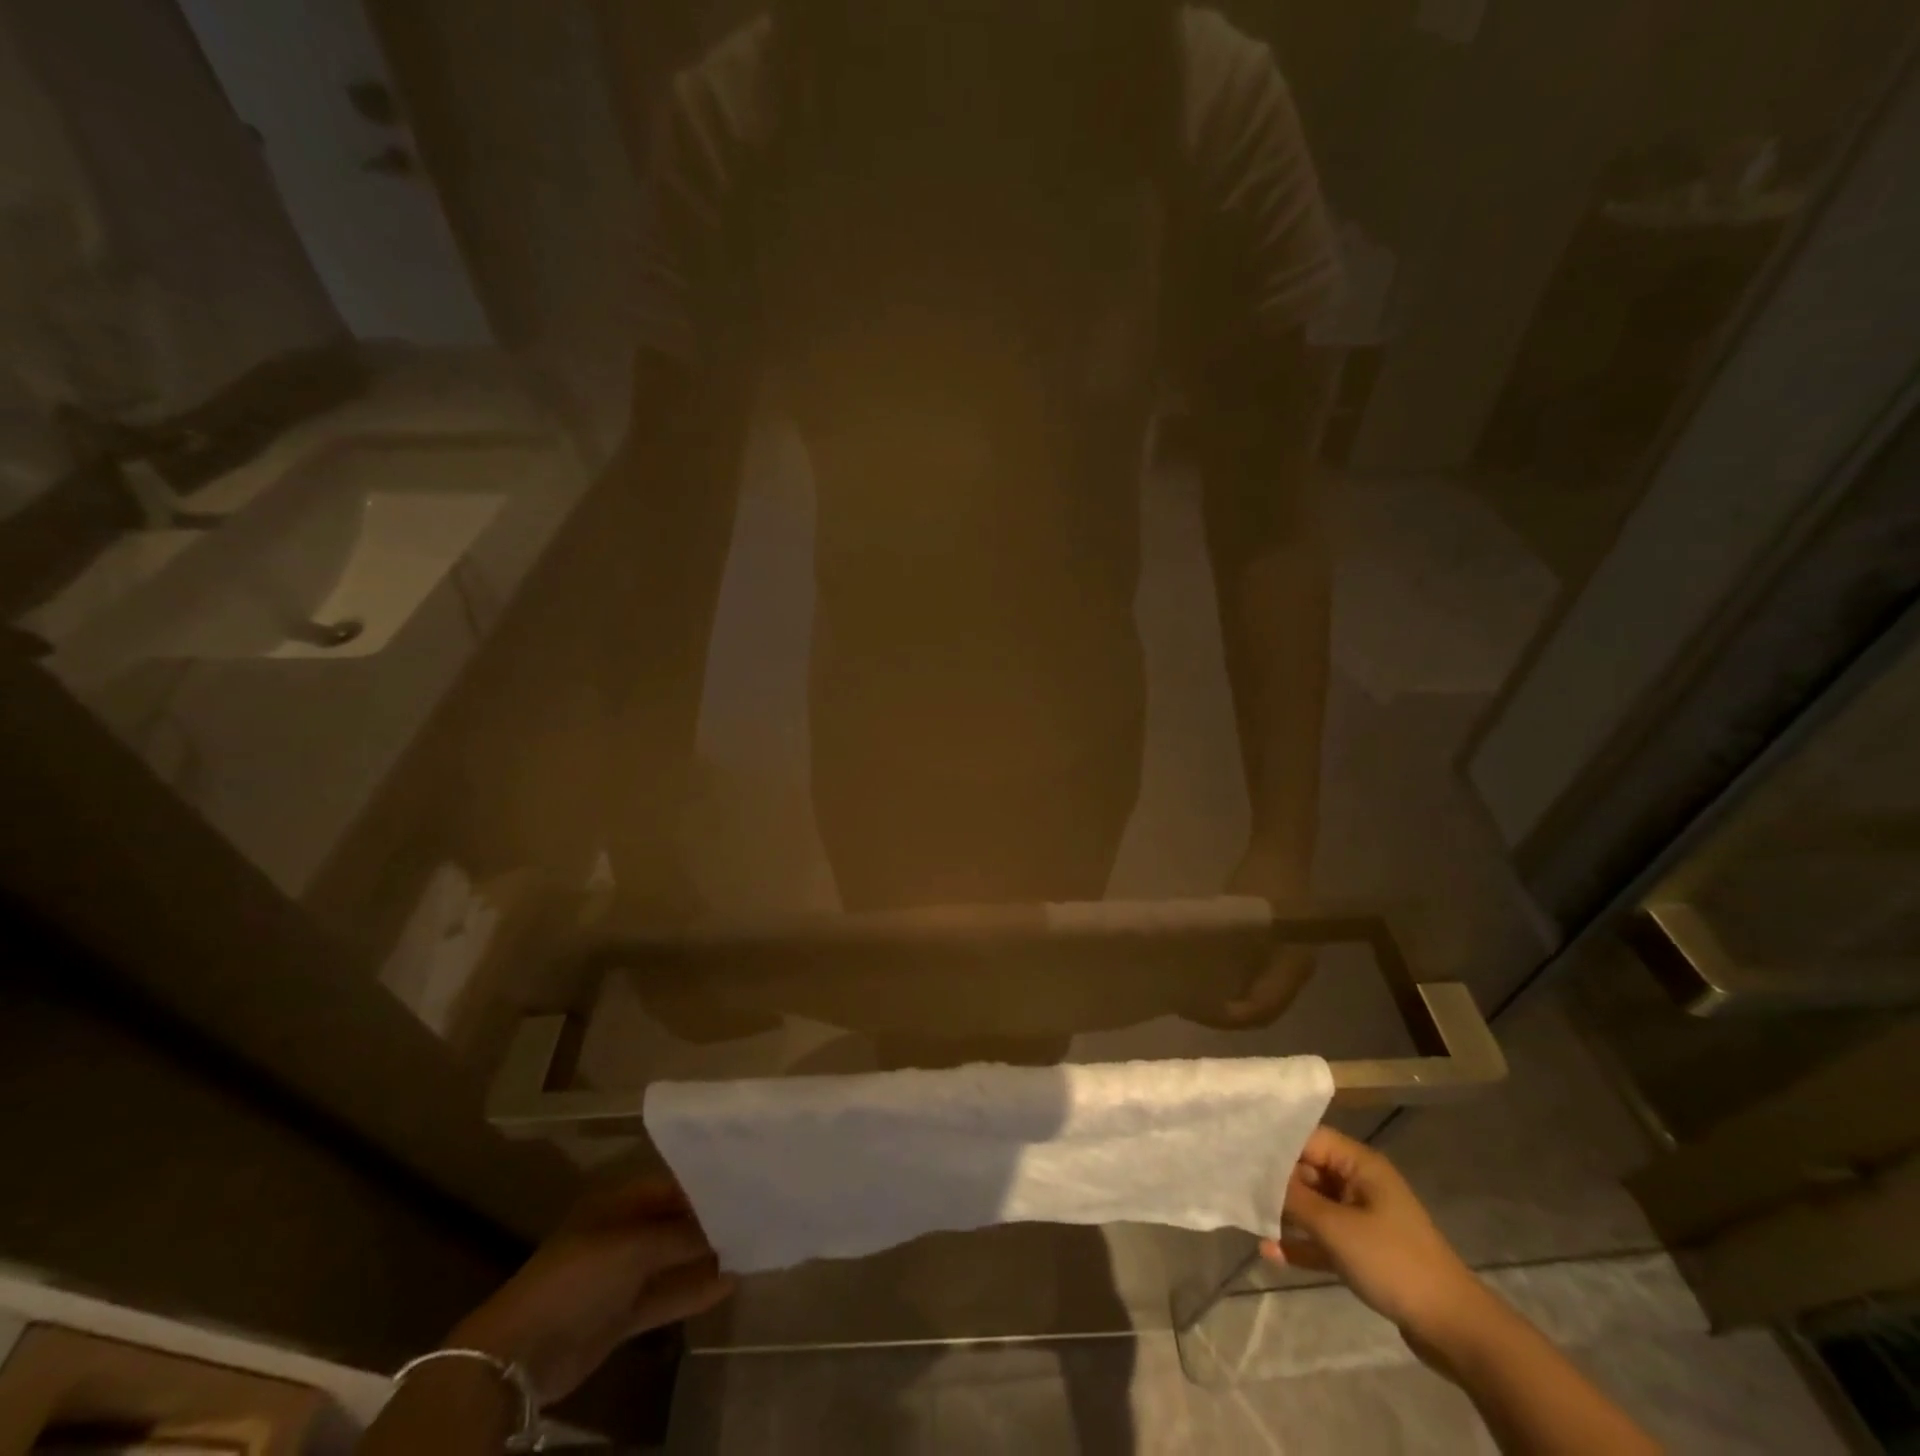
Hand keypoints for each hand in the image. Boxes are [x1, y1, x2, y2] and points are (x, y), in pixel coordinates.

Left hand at [448, 1179, 733, 1404]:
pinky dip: (694, 1290)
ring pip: (673, 1260)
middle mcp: (622, 1234)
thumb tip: (728, 1223)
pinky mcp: (623, 1314)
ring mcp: (622, 1276)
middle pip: (674, 1223)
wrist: (522, 1353)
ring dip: (706, 1258)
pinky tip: (730, 1283)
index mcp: (618, 1204)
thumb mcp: (636, 1247)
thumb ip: (683, 1235)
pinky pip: (666, 1295)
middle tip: (756, 1215)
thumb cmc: (579, 1276)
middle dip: (710, 1222)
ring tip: (752, 1247)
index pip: (671, 1187)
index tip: (744, 1186)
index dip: (705, 1187)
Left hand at [1198, 842, 1316, 1026]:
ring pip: (1262, 997)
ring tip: (1197, 996)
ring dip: (1232, 1003)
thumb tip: (1195, 974)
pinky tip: (1211, 977)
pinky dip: (1237, 986)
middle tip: (1191, 1008)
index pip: (1261, 1009)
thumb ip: (1224, 945)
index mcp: (1292, 966)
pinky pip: (1261, 981)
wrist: (1281, 851)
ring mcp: (1291, 961)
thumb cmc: (1261, 881)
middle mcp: (1296, 971)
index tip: (1194, 1010)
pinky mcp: (1283, 951)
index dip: (1227, 1016)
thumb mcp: (1240, 914)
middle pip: (1263, 1010)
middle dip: (1227, 1015)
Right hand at [1260, 1127, 1480, 1340]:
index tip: (1238, 1148)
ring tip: (1246, 1217)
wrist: (1454, 1328)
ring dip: (1285, 1215)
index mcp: (1359, 1165)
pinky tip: (1271, 1253)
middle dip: (1274, 1181)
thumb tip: (1255, 1174)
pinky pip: (1324, 1239)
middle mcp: (1360, 1184)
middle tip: (1235, 1184)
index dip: (1274, 1143)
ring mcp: (1363, 1219)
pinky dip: (1302, 1244)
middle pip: (1308, 1172)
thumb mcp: (1336, 1227)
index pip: (1308, 1138)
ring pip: (1314, 1207)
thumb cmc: (1393, 1261)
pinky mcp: (1364, 1251)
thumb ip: (1293, 1198)